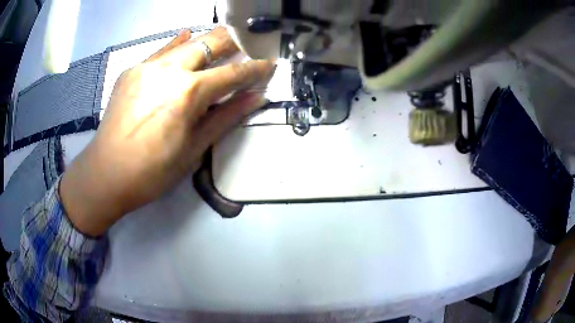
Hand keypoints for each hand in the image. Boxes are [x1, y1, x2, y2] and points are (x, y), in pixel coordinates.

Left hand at [60, 27, 273, 235]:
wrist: (106, 173)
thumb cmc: (152, 171)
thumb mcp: (194, 149)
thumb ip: (226, 117)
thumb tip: (256, 98)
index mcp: (189, 92)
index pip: (233, 73)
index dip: (256, 68)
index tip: (271, 63)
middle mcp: (171, 70)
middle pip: (212, 42)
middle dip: (235, 42)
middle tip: (248, 45)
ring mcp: (148, 66)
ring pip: (187, 42)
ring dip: (208, 42)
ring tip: (221, 45)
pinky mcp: (132, 70)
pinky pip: (161, 50)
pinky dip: (178, 44)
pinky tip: (186, 40)